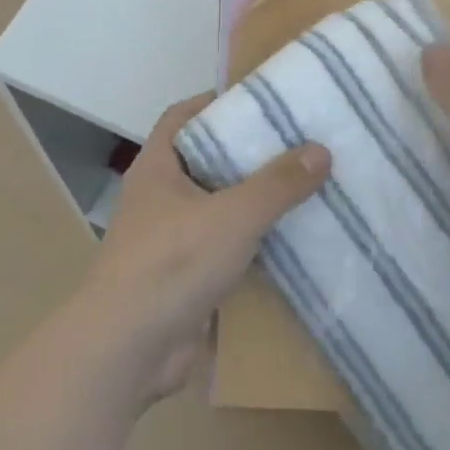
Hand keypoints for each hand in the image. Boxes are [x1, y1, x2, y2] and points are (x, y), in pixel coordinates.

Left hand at [77, 95, 329, 400]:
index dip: (216, 102)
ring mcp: (172, 239)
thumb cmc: (172, 264)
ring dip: (255, 201)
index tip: (260, 99)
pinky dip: (253, 243)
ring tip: (306, 185)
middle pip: (207, 161)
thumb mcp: (232, 215)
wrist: (128, 351)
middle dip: (248, 152)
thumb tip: (321, 150)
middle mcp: (161, 197)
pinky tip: (292, 240)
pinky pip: (225, 248)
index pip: (183, 117)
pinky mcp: (186, 277)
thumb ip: (278, 184)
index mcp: (158, 168)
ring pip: (219, 207)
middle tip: (298, 141)